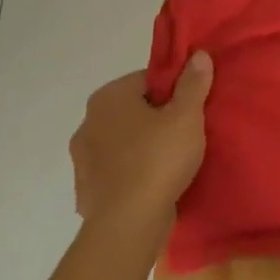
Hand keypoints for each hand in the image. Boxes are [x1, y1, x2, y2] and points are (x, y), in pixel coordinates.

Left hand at [70, 56, 212, 226]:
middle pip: (133, 111)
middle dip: (157, 119)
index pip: (147, 80)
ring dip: (143, 147)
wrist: (128, 224)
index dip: (174, 91)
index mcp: (107, 98)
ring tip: (173, 162)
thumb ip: (193, 83)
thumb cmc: (158, 159)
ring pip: (123, 143)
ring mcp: (82, 160)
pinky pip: (116, 172)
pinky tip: (154, 185)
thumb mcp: (187, 116)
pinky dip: (132, 174)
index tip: (192, 109)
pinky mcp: (86, 190)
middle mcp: (87, 123)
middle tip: (187, 134)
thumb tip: (198, 55)